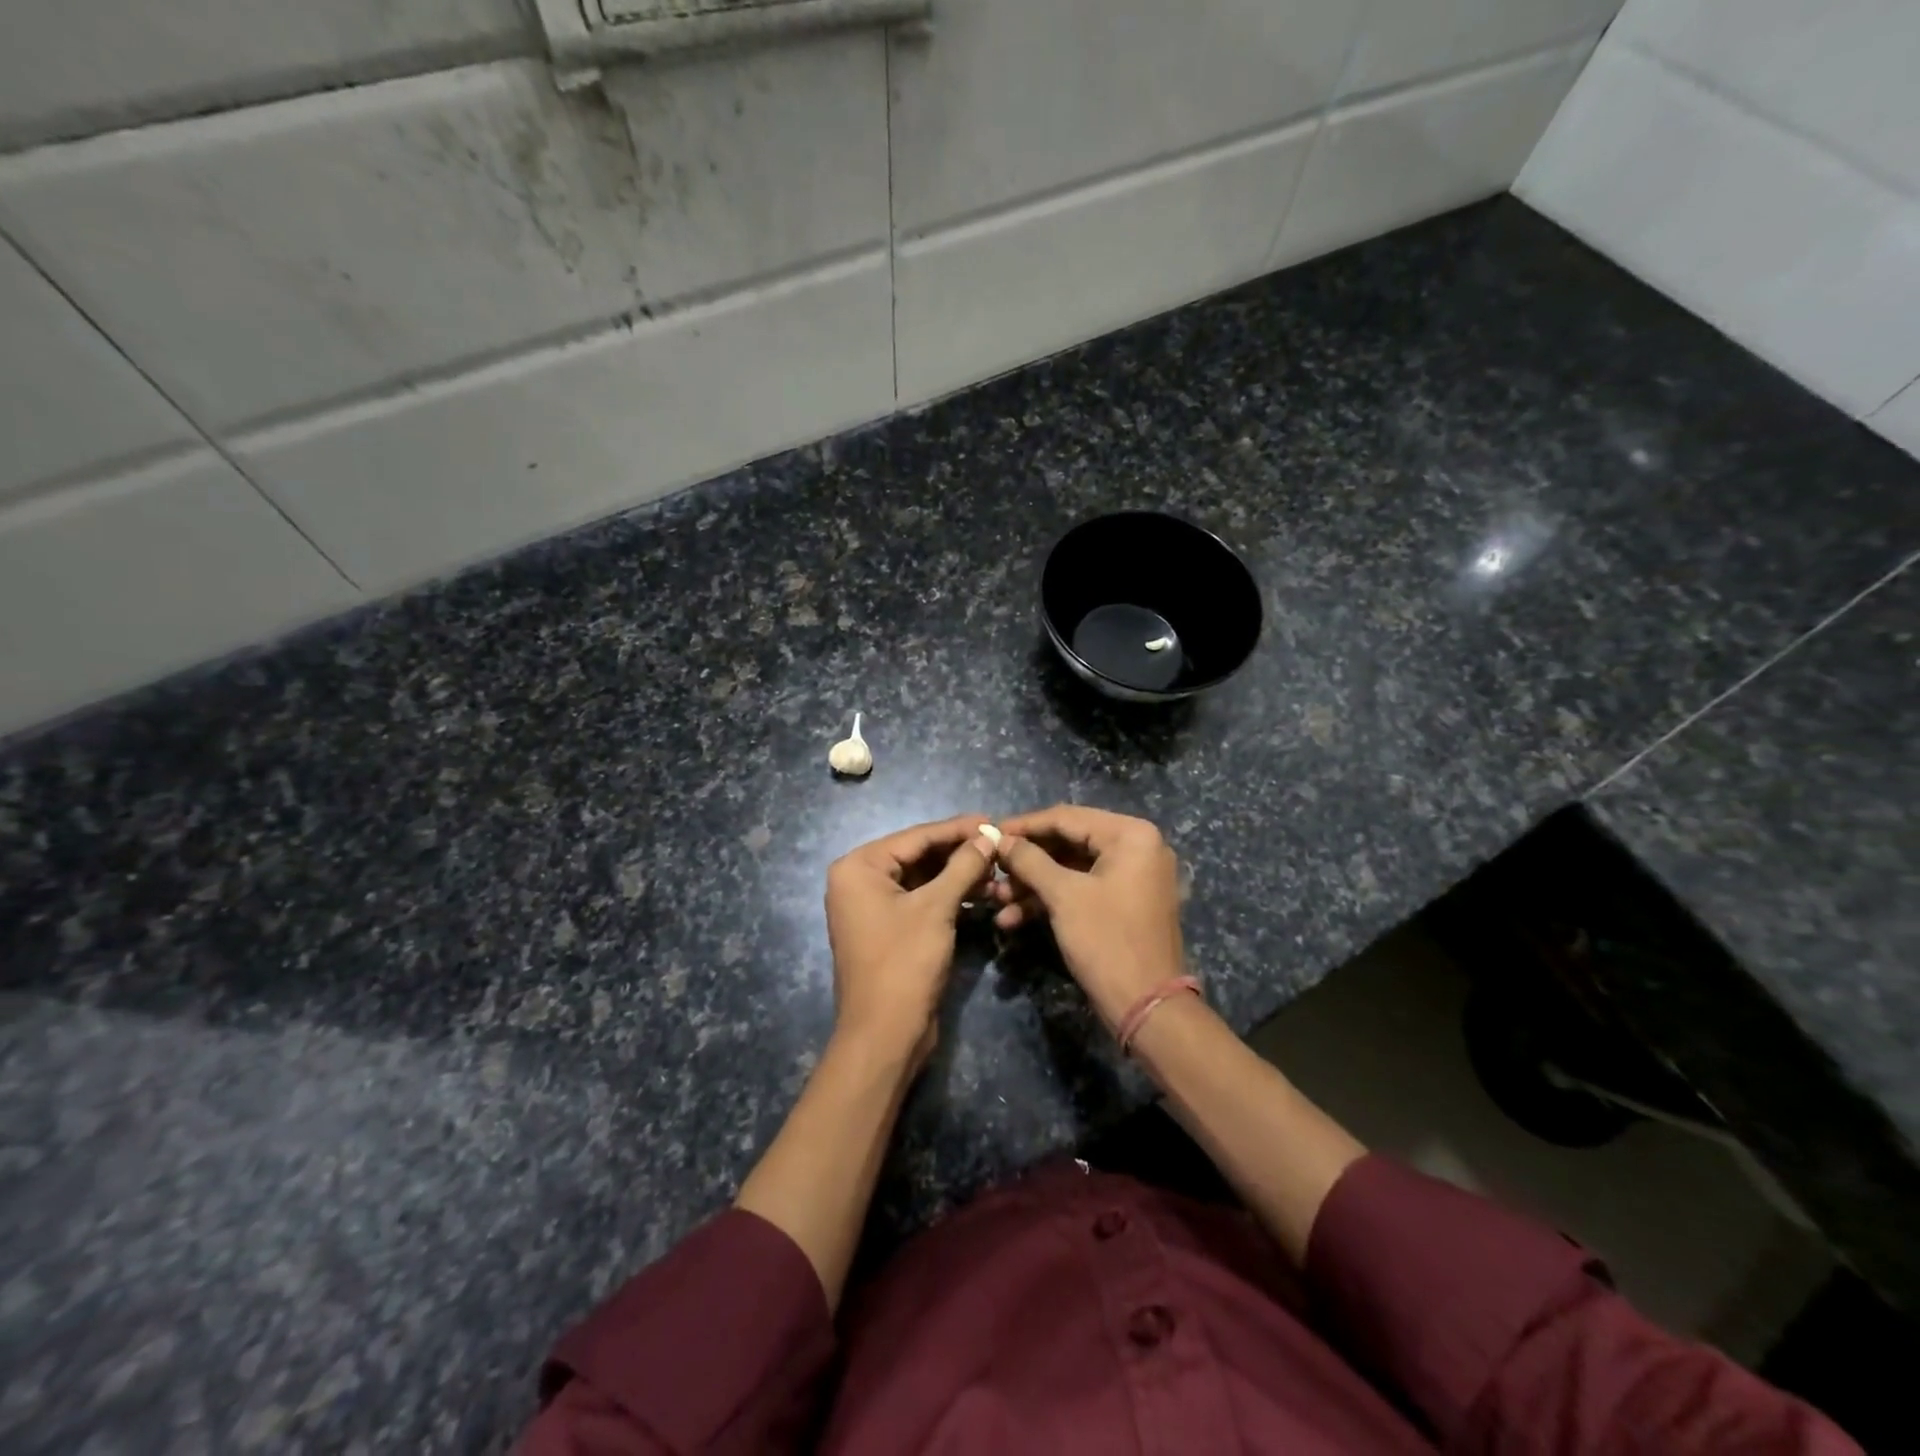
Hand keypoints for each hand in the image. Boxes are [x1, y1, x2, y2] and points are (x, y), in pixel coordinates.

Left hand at [825, 815, 995, 1071]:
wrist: (885, 1034)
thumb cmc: (904, 963)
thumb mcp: (937, 908)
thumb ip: (963, 866)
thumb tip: (988, 836)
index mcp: (859, 867)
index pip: (916, 836)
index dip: (957, 829)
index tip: (993, 820)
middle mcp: (860, 880)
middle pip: (918, 855)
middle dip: (959, 852)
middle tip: (999, 845)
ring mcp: (872, 906)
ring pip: (922, 878)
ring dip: (958, 875)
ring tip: (997, 871)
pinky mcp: (889, 928)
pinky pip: (921, 900)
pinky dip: (949, 896)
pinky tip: (982, 893)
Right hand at [993, 807, 1186, 1029]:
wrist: (1148, 1008)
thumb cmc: (1107, 941)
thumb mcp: (1063, 896)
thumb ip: (1029, 860)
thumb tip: (1000, 838)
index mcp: (1131, 835)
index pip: (1066, 817)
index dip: (1024, 826)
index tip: (990, 833)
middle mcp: (1137, 847)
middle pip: (1068, 842)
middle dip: (1026, 861)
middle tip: (992, 870)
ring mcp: (1132, 876)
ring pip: (1071, 869)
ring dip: (1033, 884)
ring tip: (997, 900)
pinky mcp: (1123, 902)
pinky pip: (1082, 889)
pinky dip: (1051, 900)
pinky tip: (1014, 918)